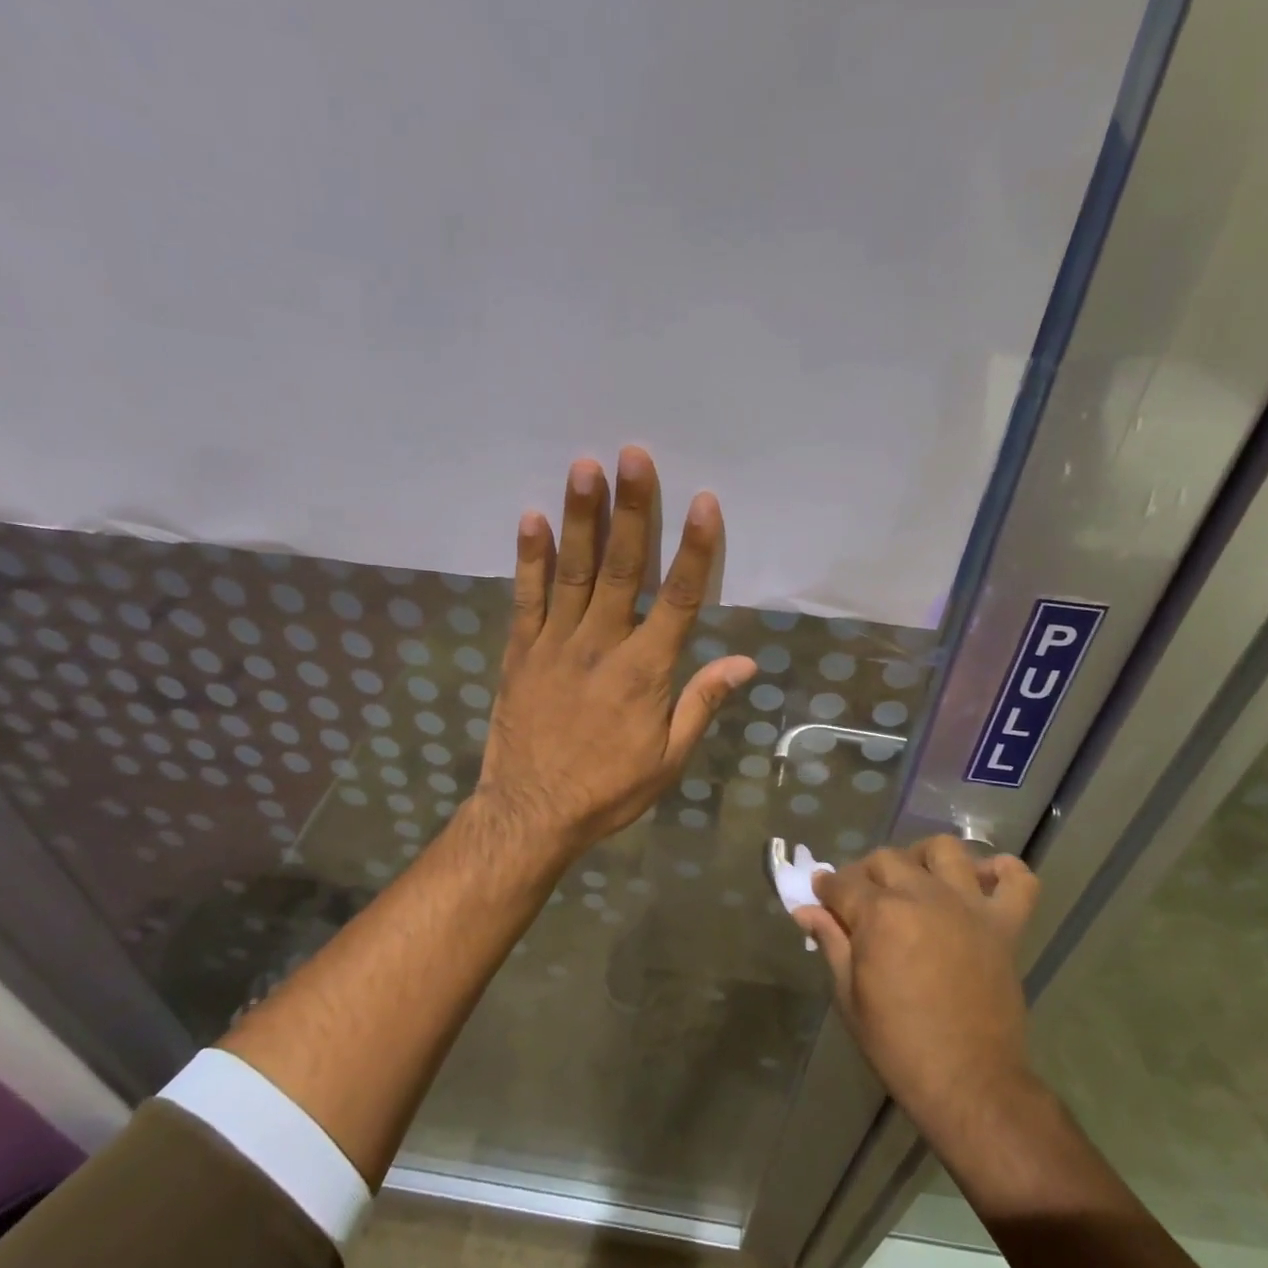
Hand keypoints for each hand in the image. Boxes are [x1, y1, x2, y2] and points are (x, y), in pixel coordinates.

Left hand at [472, 447, 757, 860]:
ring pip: (573, 572)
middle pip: (622, 568)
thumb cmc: (608, 790)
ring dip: (581, 517)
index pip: (679, 599)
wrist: (532, 813)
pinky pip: (525, 598)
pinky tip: (532, 518)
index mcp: (646, 671)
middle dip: (631, 510)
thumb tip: (747, 663)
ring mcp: (555, 644)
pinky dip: (529, 558)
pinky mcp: (520, 652)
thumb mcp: (669, 760)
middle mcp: (602, 645)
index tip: (704, 502)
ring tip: (585, 467)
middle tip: (633, 454)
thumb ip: (702, 704)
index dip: (693, 549)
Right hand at [793, 838, 1042, 1151]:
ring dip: (924, 857)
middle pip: (887, 859)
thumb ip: (831, 942)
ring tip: (916, 880)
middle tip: (861, 899)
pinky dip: (1003, 872)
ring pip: (945, 851)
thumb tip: (805, 910)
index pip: (841, 883)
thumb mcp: (849, 996)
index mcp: (880, 915)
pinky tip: (982, 881)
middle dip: (865, 873)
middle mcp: (923, 897)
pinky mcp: (1005, 926)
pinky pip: (1018, 881)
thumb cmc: (897, 1044)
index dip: (826, 888)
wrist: (968, 1083)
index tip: (821, 896)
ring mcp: (968, 907)